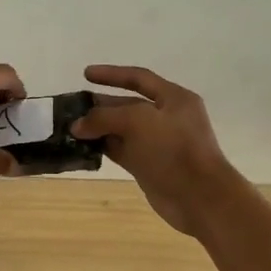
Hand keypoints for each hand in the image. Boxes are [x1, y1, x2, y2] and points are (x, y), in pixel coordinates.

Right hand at [70, 65, 241, 234]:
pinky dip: (103, 147)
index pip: (139, 78)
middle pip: (128, 105)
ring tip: (71, 128)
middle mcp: (166, 117)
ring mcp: (157, 143)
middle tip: (71, 107)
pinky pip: (121, 150)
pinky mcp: (149, 165)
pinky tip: (83, 147)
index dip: (111, 74)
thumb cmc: (173, 149)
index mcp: (173, 98)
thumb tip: (77, 126)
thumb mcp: (138, 122)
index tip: (85, 74)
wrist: (199, 197)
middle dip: (100, 105)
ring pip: (122, 130)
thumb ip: (104, 117)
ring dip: (98, 128)